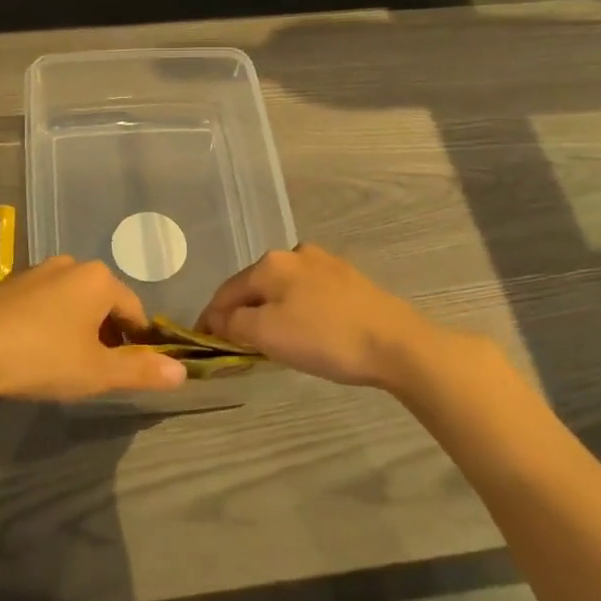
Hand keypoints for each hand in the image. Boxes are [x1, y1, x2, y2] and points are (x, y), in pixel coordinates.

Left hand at [0, 256, 186, 410]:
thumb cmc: (41, 357)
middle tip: (93, 371)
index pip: (134, 311)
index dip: (137, 343)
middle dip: (105, 334)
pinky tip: (32, 350)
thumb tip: (183, 373)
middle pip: (103, 303)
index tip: (127, 371)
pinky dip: (47, 322)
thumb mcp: (97, 372)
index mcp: (99, 279)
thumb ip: (140, 370)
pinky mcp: (8, 284)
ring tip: (62, 363)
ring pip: (72, 301)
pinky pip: (43, 302)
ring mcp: (36, 270)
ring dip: (76, 328)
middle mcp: (70, 264)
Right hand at [197, 243, 464, 392]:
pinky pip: (308, 295)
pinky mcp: (350, 280)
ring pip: (282, 289)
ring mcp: (325, 264)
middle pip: (254, 287)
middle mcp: (295, 254)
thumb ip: (234, 323)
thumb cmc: (325, 338)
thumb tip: (218, 319)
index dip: (210, 319)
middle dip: (241, 314)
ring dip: (270, 312)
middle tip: (238, 346)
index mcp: (270, 264)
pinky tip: (306, 331)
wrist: (397, 343)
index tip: (203, 344)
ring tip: (272, 342)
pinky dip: (297, 311)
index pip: (225, 292)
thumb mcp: (267, 334)